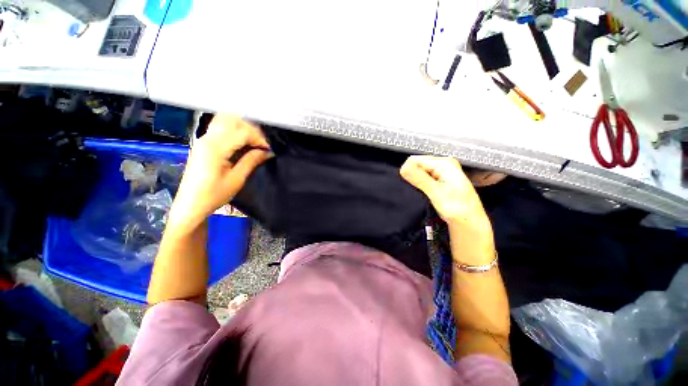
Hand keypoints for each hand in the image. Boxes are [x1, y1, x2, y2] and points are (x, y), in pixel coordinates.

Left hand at [168, 115, 271, 231]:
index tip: (269, 150)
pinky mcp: (203, 143)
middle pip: (233, 121)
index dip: (259, 139)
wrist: (190, 204)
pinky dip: (234, 130)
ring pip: (226, 121)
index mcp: (215, 148)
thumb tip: (268, 151)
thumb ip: (252, 161)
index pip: (243, 132)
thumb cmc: (214, 195)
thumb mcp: (237, 179)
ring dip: (243, 128)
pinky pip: (221, 128)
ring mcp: (203, 139)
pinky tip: (242, 142)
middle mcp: (207, 138)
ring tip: (254, 142)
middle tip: (262, 145)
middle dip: (252, 130)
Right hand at [400, 155, 488, 226]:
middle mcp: (443, 165)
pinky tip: (424, 193)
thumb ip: (419, 179)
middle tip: (419, 190)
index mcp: (444, 163)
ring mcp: (442, 173)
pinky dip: (420, 186)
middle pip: (416, 165)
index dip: (409, 172)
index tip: (411, 185)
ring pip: (418, 173)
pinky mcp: (440, 181)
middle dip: (412, 177)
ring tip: (422, 193)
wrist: (469, 223)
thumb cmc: (458, 208)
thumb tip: (403, 168)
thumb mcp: (436, 192)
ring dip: (416, 182)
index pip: (415, 160)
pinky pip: (423, 179)